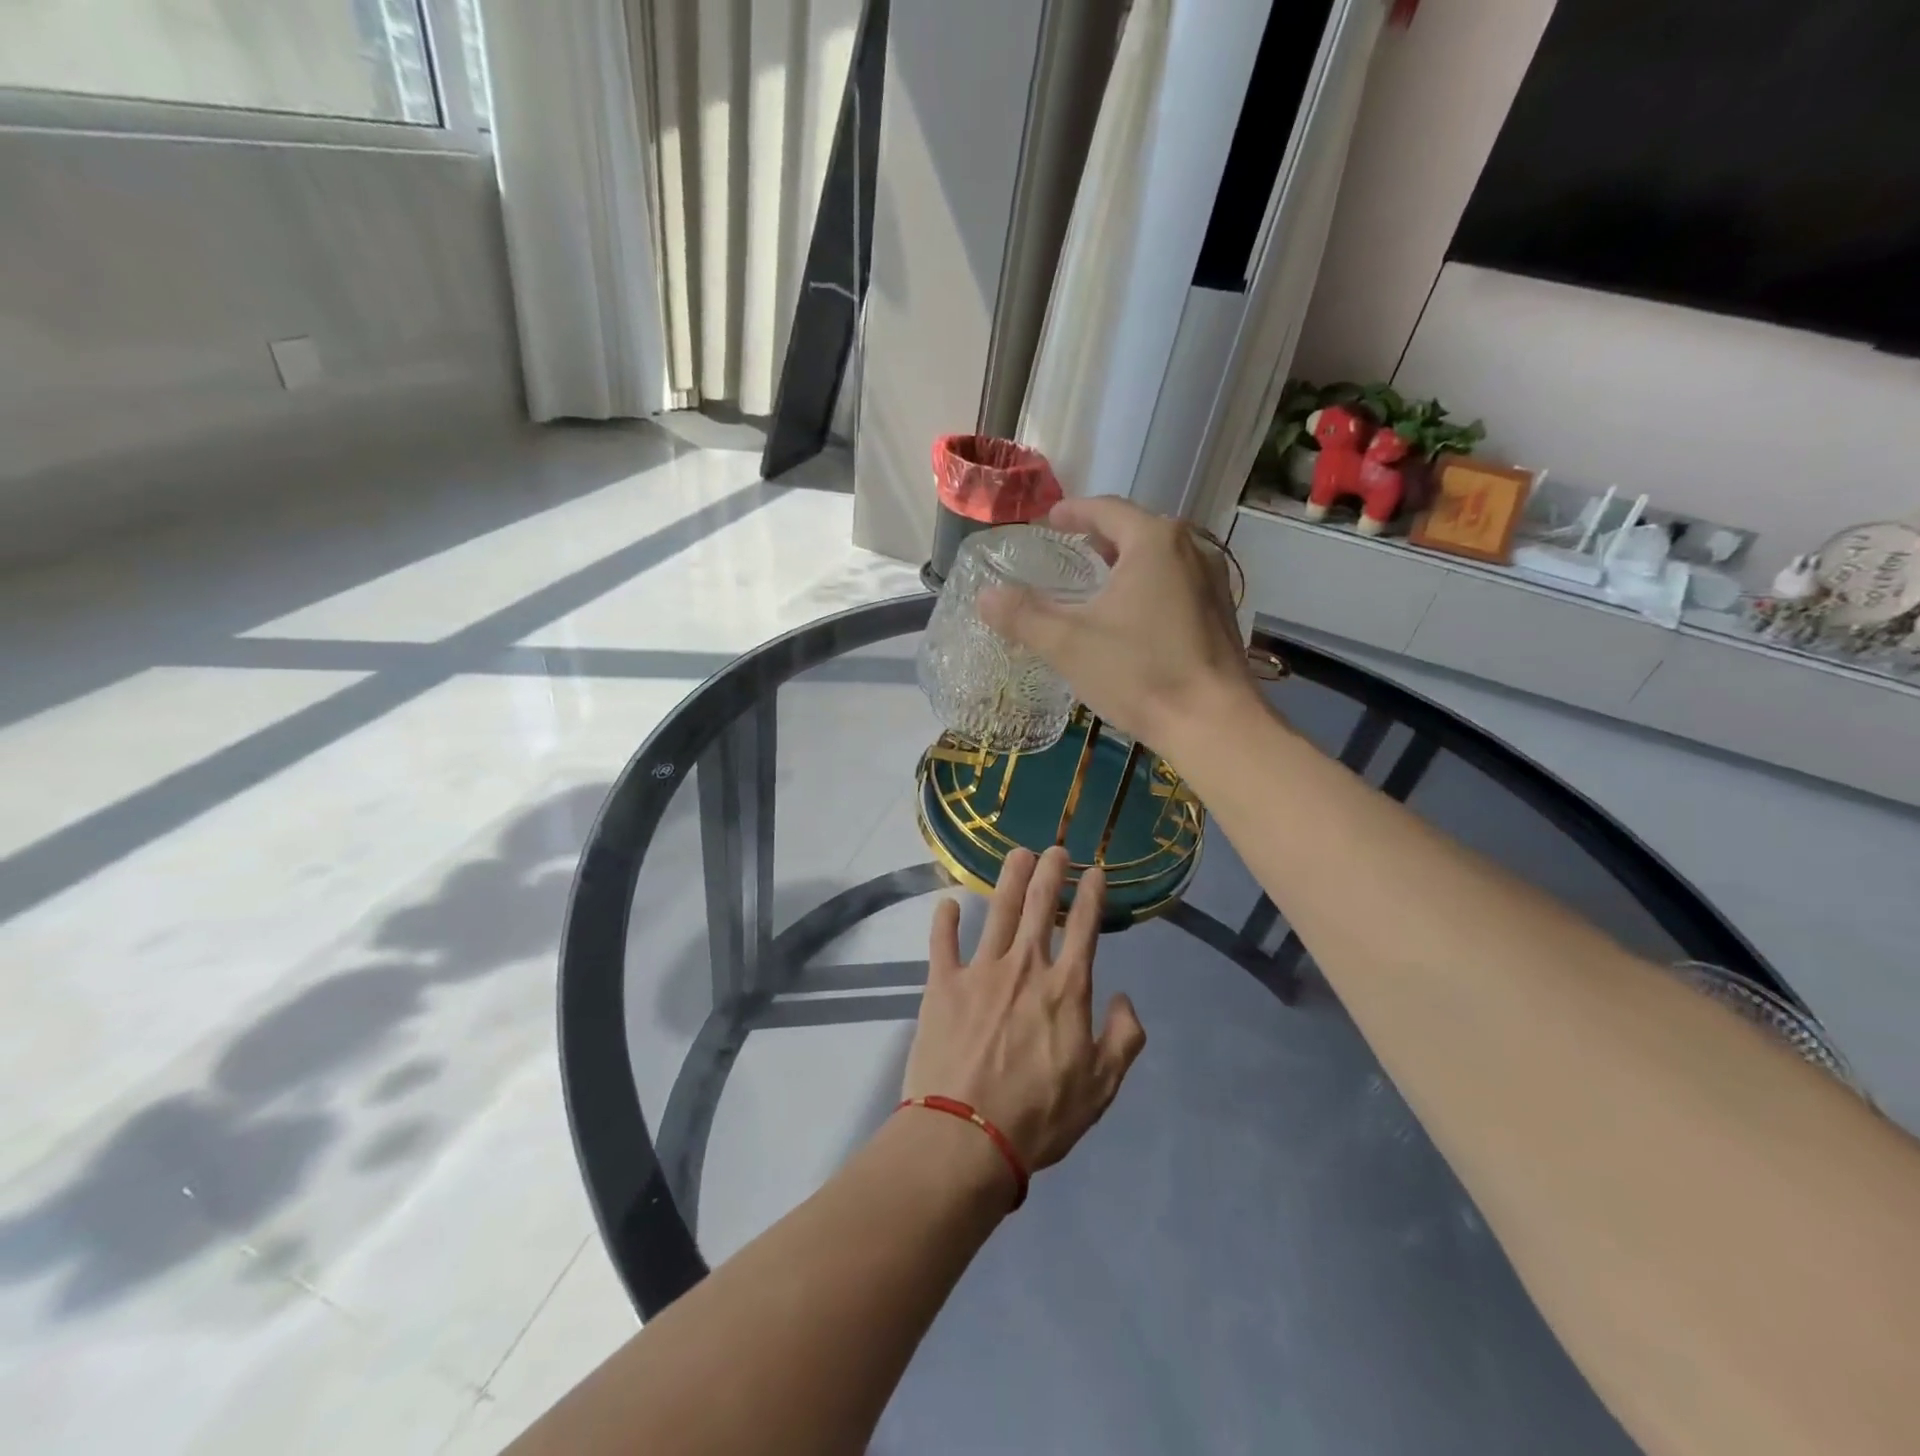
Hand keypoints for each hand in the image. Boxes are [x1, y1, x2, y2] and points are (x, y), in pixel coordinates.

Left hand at [902, 848, 1145, 1175]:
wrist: (966, 1136)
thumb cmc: (1039, 1116)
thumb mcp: (1101, 1087)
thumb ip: (1123, 1039)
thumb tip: (1125, 999)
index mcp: (1067, 988)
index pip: (1084, 927)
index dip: (1090, 894)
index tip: (1093, 871)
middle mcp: (1025, 966)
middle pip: (1039, 906)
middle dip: (1050, 872)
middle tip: (1055, 848)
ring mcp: (980, 971)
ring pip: (997, 911)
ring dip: (1009, 879)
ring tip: (1018, 853)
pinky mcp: (942, 984)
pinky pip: (942, 942)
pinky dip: (944, 920)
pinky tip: (946, 903)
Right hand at [978, 496, 1259, 753]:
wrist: (1213, 723)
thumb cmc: (1140, 673)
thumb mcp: (1069, 644)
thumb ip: (1023, 615)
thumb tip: (984, 595)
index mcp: (1154, 541)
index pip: (1105, 510)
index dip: (1072, 512)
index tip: (1049, 520)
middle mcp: (1190, 548)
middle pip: (1136, 529)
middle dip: (1101, 537)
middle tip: (1070, 551)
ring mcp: (1212, 581)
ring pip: (1160, 558)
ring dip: (1126, 562)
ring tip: (1098, 582)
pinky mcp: (1221, 613)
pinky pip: (1177, 583)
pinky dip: (1149, 586)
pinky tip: (1133, 616)